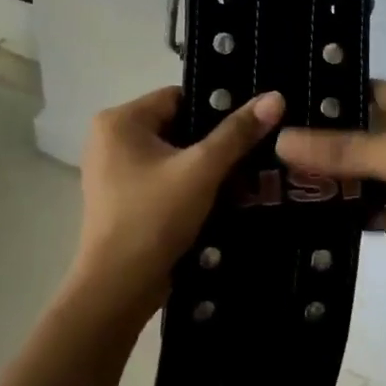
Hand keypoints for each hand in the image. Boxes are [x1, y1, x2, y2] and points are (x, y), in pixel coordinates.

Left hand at [72, 86, 284, 308]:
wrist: (119, 289)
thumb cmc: (154, 218)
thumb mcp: (202, 170)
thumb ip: (238, 132)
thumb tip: (275, 96)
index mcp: (119, 121)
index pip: (179, 97)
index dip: (217, 108)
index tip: (252, 124)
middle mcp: (110, 140)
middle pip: (178, 126)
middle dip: (215, 141)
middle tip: (256, 150)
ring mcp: (114, 172)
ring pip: (174, 155)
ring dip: (206, 166)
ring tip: (247, 174)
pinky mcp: (124, 200)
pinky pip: (165, 179)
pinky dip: (191, 185)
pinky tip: (223, 198)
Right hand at [274, 81, 385, 298]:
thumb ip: (344, 149)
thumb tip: (283, 140)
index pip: (366, 91)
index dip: (330, 95)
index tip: (283, 100)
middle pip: (358, 133)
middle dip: (320, 140)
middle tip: (266, 142)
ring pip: (359, 172)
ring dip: (328, 177)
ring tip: (273, 176)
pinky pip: (366, 205)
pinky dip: (343, 209)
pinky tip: (304, 210)